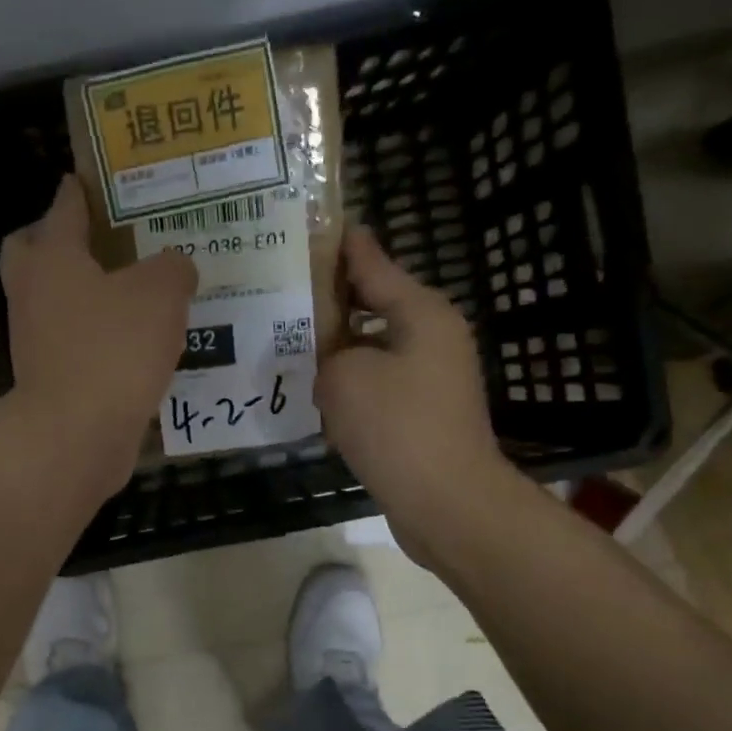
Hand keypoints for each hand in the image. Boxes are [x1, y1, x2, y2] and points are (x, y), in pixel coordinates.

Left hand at [1, 175, 196, 499]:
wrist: (75, 435)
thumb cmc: (112, 349)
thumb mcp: (160, 295)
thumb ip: (173, 269)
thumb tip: (176, 267)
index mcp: (52, 257)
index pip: (64, 207)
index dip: (81, 189)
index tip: (93, 177)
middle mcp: (33, 292)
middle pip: (32, 250)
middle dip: (58, 239)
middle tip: (102, 239)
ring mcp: (34, 339)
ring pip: (52, 299)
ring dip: (82, 292)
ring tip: (132, 291)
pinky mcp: (49, 378)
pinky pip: (71, 342)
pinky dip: (94, 336)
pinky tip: (133, 342)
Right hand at [316, 227, 513, 564]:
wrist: (446, 503)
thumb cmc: (397, 428)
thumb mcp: (345, 377)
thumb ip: (329, 352)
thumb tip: (334, 364)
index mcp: (421, 313)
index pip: (374, 263)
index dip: (342, 246)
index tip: (315, 226)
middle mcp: (431, 337)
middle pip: (374, 305)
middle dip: (332, 301)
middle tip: (285, 293)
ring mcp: (430, 378)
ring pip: (373, 349)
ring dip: (338, 349)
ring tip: (290, 344)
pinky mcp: (422, 414)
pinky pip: (378, 385)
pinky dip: (351, 386)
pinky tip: (316, 394)